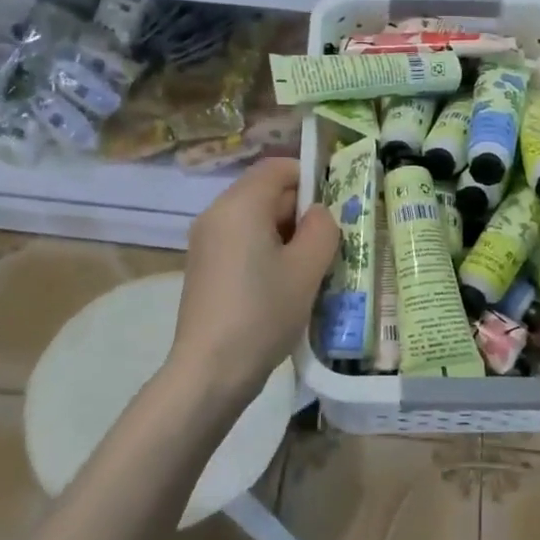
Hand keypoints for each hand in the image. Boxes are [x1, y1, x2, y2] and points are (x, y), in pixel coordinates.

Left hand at [171, 157, 338, 401]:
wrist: (209, 372)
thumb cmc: (262, 313)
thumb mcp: (306, 269)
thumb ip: (322, 228)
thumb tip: (318, 214)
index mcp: (240, 205)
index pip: (278, 167)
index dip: (310, 178)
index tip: (335, 206)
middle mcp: (217, 214)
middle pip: (266, 192)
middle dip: (301, 210)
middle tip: (331, 241)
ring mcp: (206, 241)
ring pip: (255, 218)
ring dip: (286, 233)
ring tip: (312, 266)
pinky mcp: (205, 266)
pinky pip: (241, 240)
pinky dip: (266, 250)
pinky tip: (284, 284)